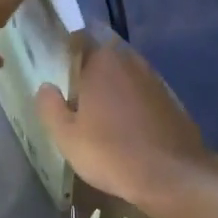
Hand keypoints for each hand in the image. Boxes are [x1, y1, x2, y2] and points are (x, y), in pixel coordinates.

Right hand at [35, 36, 217, 217]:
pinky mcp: (171, 100)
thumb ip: (50, 107)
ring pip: (125, 77)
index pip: (79, 42)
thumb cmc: (110, 153)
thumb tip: (45, 87)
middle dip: (90, 74)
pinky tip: (126, 128)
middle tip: (76, 99)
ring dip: (113, 90)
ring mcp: (155, 79)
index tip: (58, 73)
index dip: (66, 55)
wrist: (170, 175)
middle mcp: (130, 61)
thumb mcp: (66, 136)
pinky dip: (132, 105)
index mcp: (101, 62)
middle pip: (103, 59)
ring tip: (100, 116)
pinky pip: (142, 95)